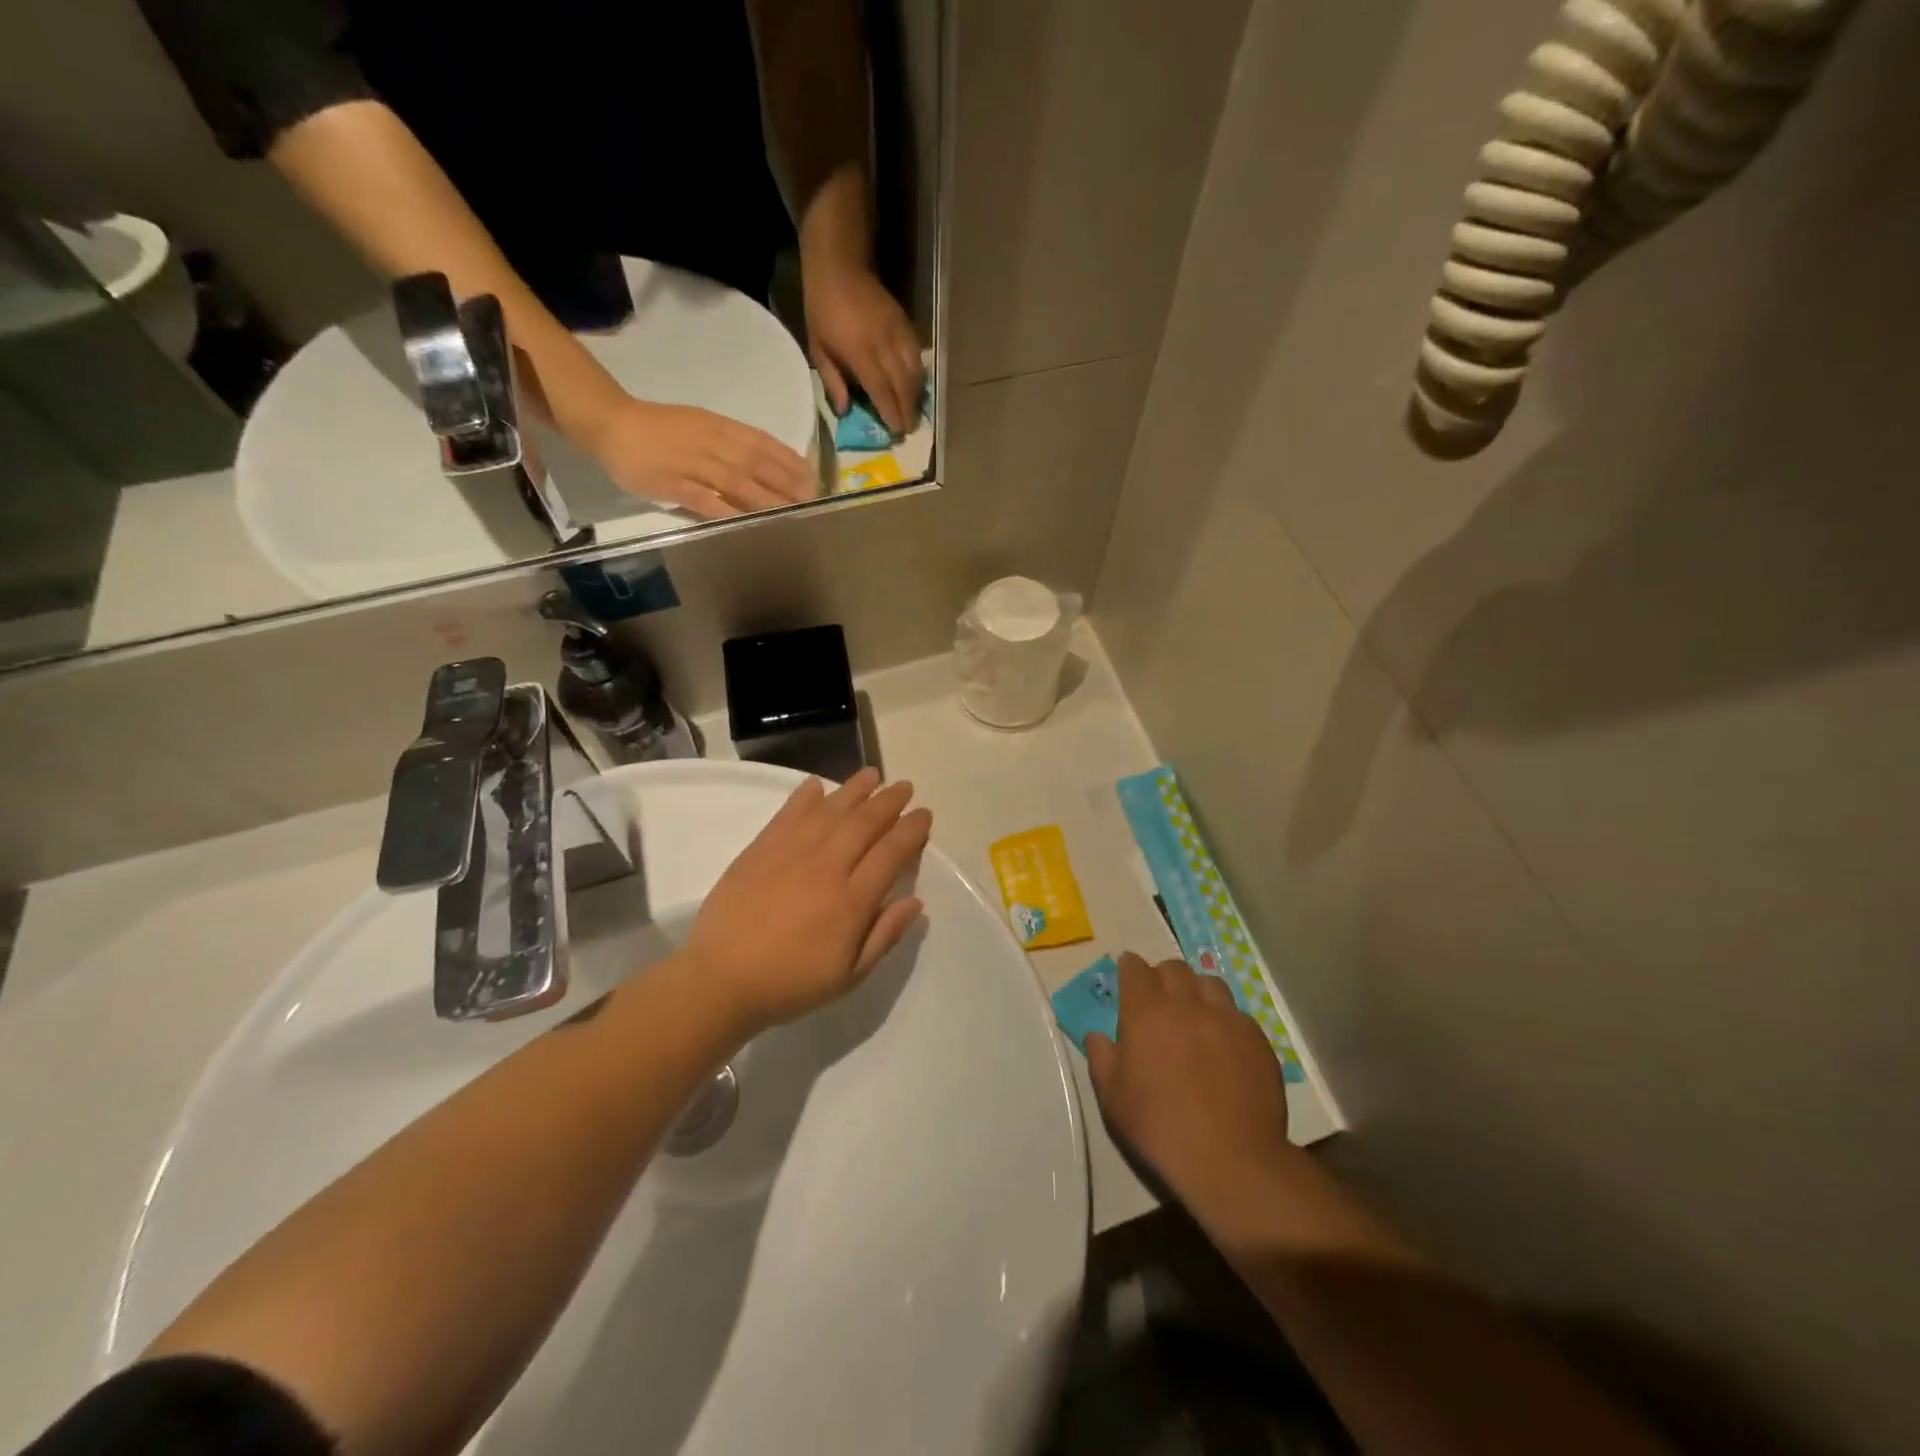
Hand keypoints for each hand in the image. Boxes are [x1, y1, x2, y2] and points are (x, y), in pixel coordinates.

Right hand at [585, 397, 815, 519]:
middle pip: (755, 464)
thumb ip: (730, 445)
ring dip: (765, 498)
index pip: (761, 443)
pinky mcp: (672, 482)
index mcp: (718, 427)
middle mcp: (710, 443)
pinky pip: (702, 498)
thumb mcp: (701, 425)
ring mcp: (691, 463)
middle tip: (809, 499)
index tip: (811, 475)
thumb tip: (763, 466)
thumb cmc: (660, 427)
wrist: (612, 423)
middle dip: (785, 482)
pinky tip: (744, 522)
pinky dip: (724, 509)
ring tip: (788, 512)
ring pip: (735, 481)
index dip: (788, 460)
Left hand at [684, 768, 932, 1037]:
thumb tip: (916, 901)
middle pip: (865, 823)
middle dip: (889, 801)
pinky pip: (788, 814)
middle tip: (904, 787)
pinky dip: (805, 796)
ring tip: (872, 774)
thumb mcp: (849, 975)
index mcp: (852, 901)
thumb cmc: (791, 983)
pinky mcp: (760, 849)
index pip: (891, 852)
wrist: (721, 979)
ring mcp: (791, 853)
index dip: (911, 830)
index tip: (923, 815)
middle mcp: (826, 868)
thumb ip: (885, 936)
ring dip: (855, 789)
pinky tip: (817, 785)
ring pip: (830, 810)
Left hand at [804, 262, 923, 436]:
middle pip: (902, 383)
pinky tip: (916, 386)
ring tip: (914, 411)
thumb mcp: (817, 346)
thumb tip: (845, 410)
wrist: (839, 266)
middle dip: (908, 409)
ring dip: (916, 394)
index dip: (890, 411)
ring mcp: (897, 331)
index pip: (881, 388)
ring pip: (915, 370)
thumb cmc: (822, 308)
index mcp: (859, 350)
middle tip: (909, 428)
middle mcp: (883, 343)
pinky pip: (917, 354)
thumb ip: (832, 380)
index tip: (896, 430)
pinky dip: (919, 374)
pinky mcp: (905, 323)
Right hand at [1086, 953, 1294, 1210]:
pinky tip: (1224, 1045)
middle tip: (1159, 999)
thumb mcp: (1112, 1098)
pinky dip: (1225, 1019)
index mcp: (1146, 1012)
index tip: (1128, 976)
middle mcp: (1187, 1004)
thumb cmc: (1159, 1128)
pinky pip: (1238, 1014)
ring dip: (1197, 991)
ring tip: (1195, 1014)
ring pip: (1209, 983)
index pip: (1135, 969)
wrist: (1231, 1160)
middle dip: (1162, 976)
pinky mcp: (1257, 1039)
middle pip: (1174, 968)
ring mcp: (1226, 1018)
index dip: (1130, 969)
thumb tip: (1097, 1035)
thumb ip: (1101, 1058)